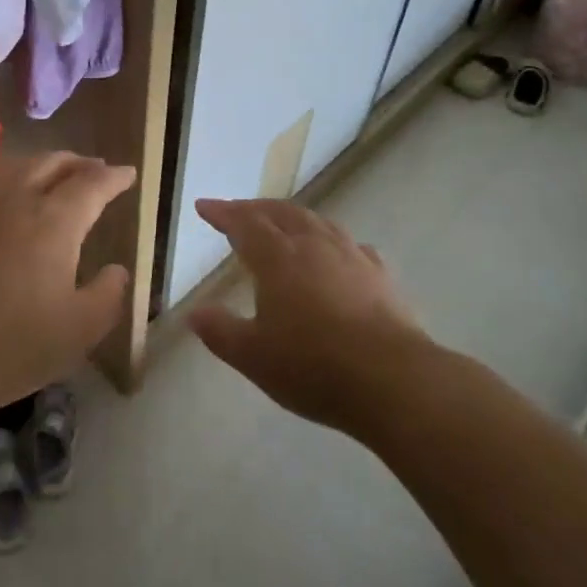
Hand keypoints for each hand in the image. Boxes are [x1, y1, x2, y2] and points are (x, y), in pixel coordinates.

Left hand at [0, 154, 135, 422]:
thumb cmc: (9, 347)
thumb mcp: (78, 332)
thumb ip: (108, 295)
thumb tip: (117, 269)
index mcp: (53, 222)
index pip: (92, 184)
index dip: (114, 177)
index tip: (129, 173)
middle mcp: (15, 201)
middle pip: (52, 163)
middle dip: (79, 162)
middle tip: (95, 170)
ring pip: (16, 169)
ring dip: (44, 166)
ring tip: (55, 178)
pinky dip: (11, 184)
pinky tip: (8, 205)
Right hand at [191, 198, 432, 437]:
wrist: (392, 380)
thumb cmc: (312, 366)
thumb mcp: (252, 356)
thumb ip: (220, 331)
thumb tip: (194, 313)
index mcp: (277, 259)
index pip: (244, 223)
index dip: (222, 213)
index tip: (204, 206)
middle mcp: (313, 246)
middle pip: (281, 213)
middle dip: (256, 208)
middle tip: (239, 211)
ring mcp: (351, 257)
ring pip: (317, 222)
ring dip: (294, 217)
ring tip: (283, 222)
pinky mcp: (380, 276)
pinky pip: (351, 245)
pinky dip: (333, 241)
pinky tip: (338, 252)